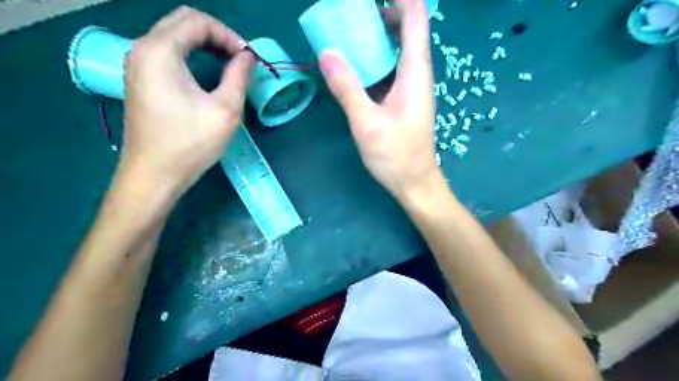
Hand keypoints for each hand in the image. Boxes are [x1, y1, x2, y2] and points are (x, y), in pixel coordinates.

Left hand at [120, 6, 252, 192]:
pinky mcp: (140, 80)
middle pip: (182, 22)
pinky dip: (191, 55)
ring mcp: (138, 65)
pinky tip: (207, 74)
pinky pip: (167, 53)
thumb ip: (239, 76)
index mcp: (160, 51)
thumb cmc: (191, 143)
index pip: (197, 21)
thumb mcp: (225, 110)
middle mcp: (142, 49)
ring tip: (228, 64)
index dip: (228, 35)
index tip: (248, 58)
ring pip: (173, 36)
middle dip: (216, 35)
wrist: (154, 175)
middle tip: (239, 58)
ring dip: (204, 44)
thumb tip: (247, 57)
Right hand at [320, 0, 443, 201]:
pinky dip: (377, 58)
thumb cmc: (395, 155)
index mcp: (414, 73)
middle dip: (384, 12)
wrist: (414, 182)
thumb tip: (327, 53)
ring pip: (400, 49)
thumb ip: (347, 88)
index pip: (415, 20)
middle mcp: (417, 74)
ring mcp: (412, 88)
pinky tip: (357, 63)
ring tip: (351, 29)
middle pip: (408, 29)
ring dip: (380, 35)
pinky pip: (392, 68)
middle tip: (353, 12)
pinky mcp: (404, 100)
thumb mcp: (366, 123)